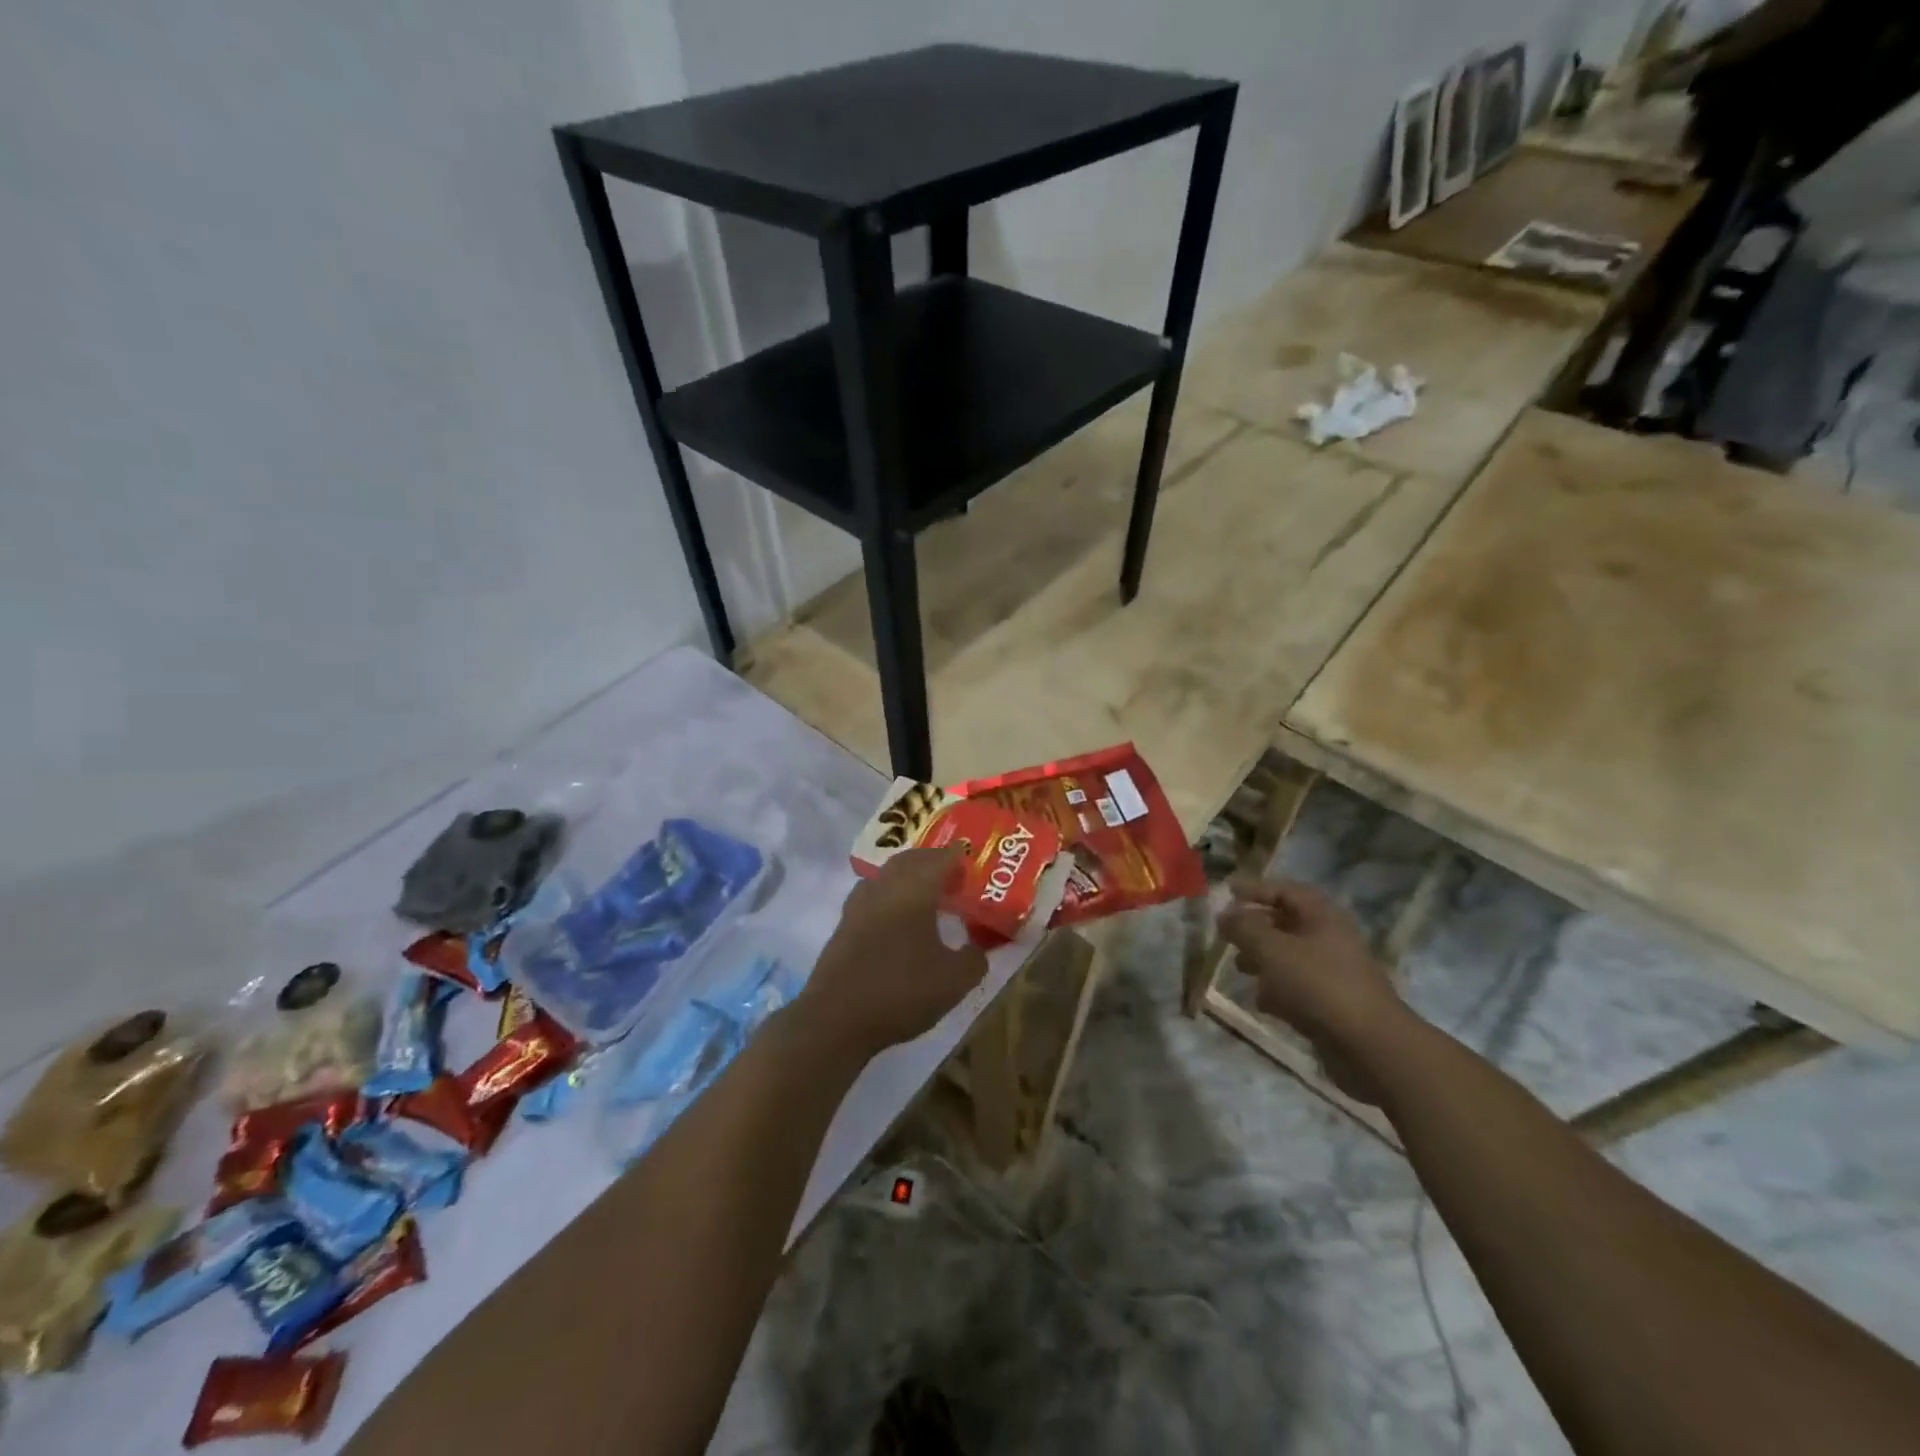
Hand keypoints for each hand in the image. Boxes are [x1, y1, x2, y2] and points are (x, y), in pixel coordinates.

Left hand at [796, 847, 987, 1061]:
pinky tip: (896, 921)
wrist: (836, 1018)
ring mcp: (858, 905)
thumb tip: (977, 949)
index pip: (939, 860)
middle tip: (950, 877)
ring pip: (886, 876)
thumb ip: (974, 960)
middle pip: (909, 860)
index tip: (970, 865)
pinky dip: (888, 898)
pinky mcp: (843, 926)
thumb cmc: (902, 991)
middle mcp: (885, 888)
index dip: (957, 859)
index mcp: (914, 891)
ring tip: (925, 896)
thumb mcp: (954, 982)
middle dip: (931, 862)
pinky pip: (871, 897)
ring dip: (907, 877)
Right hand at [1218, 879, 1407, 1104]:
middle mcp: (1330, 939)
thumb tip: (1225, 915)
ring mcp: (1333, 973)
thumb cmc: (1318, 985)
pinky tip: (1262, 1002)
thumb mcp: (1272, 949)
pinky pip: (1298, 988)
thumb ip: (1244, 928)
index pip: (1286, 891)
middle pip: (1286, 923)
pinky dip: (1278, 990)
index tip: (1228, 891)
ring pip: (1290, 957)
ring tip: (1240, 968)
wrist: (1369, 1046)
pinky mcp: (1332, 1005)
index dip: (1256, 889)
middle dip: (1255, 928)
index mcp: (1323, 917)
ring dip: (1263, 960)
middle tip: (1229, 935)